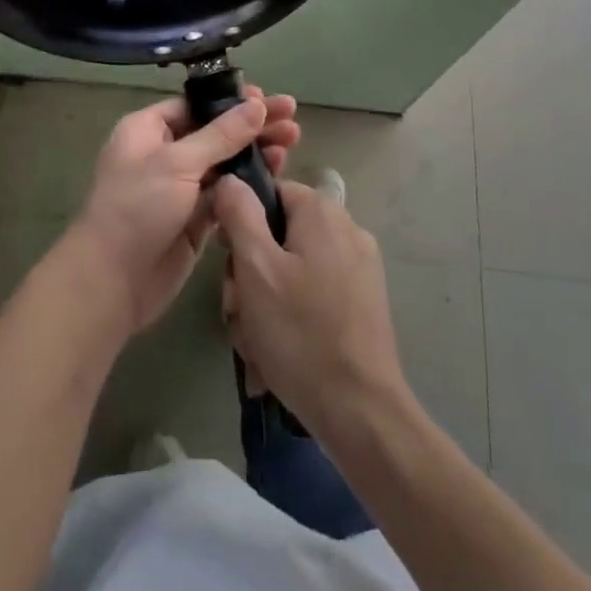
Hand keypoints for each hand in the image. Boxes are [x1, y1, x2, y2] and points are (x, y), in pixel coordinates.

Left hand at [66, 87, 300, 334]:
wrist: (113, 280)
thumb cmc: (137, 208)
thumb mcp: (177, 163)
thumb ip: (221, 135)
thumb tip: (255, 105)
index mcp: (147, 130)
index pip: (194, 105)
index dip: (230, 101)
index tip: (266, 99)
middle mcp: (163, 154)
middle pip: (214, 132)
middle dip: (251, 126)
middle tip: (291, 119)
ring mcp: (180, 188)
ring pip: (224, 163)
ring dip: (255, 153)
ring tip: (292, 145)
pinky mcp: (195, 219)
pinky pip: (226, 194)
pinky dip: (249, 185)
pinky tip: (277, 175)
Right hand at [214, 175, 406, 438]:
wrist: (360, 411)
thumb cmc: (300, 333)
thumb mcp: (256, 268)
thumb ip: (239, 214)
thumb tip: (231, 179)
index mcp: (322, 212)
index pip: (269, 193)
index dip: (240, 222)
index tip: (228, 261)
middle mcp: (346, 230)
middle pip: (278, 235)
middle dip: (249, 274)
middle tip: (238, 311)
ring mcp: (359, 268)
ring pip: (292, 269)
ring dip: (264, 302)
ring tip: (256, 342)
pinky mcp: (362, 302)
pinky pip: (312, 295)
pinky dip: (290, 317)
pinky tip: (276, 355)